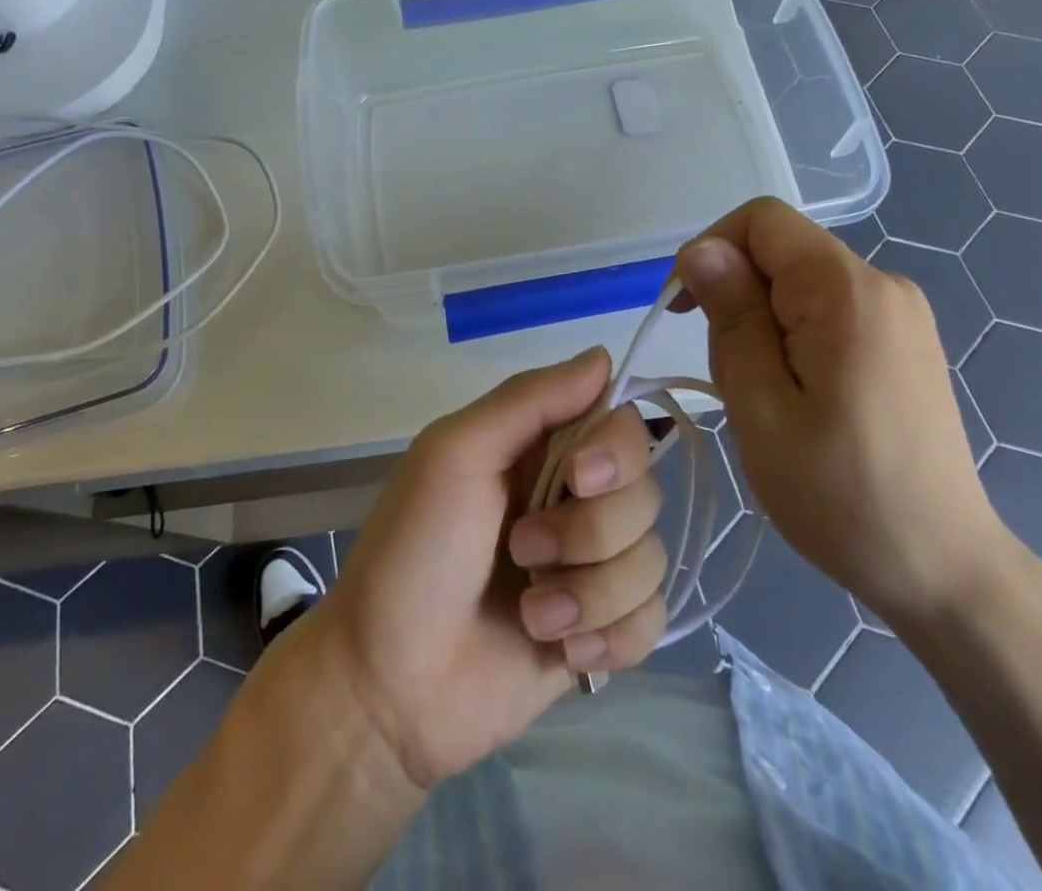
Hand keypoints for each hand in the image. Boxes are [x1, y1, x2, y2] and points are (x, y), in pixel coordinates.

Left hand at [289, 350, 667, 790]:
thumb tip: (603, 355)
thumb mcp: (455, 454)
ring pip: (651, 558)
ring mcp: (589, 567)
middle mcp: (572, 498)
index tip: (579, 478)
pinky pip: (653, 621)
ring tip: (533, 613)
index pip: (621, 423)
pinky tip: (561, 650)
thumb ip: (528, 399)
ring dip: (590, 593)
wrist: (389, 686)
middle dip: (592, 531)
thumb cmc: (413, 552)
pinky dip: (610, 637)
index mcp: (538, 449)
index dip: (615, 451)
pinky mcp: (600, 631)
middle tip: (524, 551)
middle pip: (645, 491)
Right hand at [674, 198, 1010, 630]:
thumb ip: (732, 317)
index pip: (761, 220)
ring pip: (797, 283)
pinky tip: (795, 396)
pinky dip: (791, 336)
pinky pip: (825, 308)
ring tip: (764, 398)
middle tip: (733, 378)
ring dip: (760, 324)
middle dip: (737, 299)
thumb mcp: (760, 405)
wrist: (942, 569)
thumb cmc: (838, 494)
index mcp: (846, 291)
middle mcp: (882, 284)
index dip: (711, 249)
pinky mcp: (903, 339)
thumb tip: (701, 250)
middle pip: (779, 252)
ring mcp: (900, 312)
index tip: (686, 311)